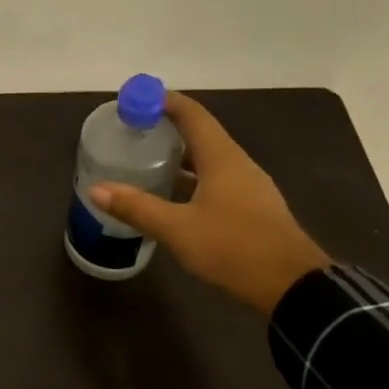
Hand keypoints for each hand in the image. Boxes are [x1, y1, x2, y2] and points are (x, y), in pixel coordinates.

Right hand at [90, 92, 329, 313]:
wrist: (293, 287)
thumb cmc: (234, 248)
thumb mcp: (178, 229)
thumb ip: (137, 208)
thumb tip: (96, 189)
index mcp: (222, 157)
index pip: (192, 113)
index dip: (163, 102)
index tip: (133, 101)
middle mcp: (237, 164)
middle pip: (200, 133)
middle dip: (166, 128)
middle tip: (132, 133)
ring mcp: (248, 186)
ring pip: (208, 159)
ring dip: (179, 155)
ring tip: (146, 161)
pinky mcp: (251, 208)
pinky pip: (216, 180)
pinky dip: (191, 178)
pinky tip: (172, 196)